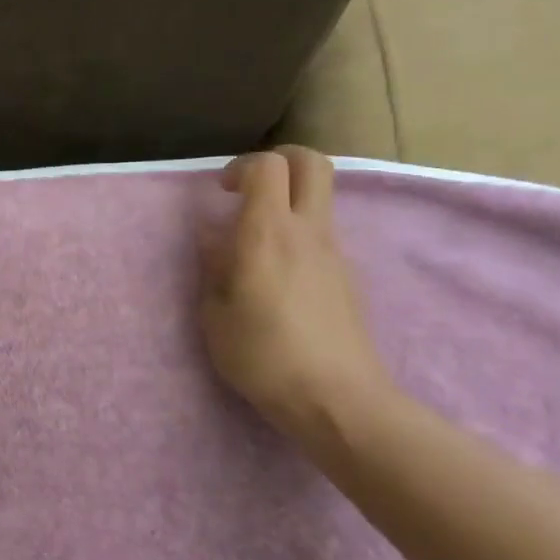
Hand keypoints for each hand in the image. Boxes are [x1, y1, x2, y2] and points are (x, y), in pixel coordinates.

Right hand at [197, 146, 393, 445]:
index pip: (268, 166)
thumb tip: (214, 239)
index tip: (221, 191)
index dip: (242, 166)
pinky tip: (276, 279)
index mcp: (268, 234)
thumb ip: (212, 267)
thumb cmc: (263, 355)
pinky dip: (297, 236)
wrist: (337, 399)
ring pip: (318, 199)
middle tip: (250, 187)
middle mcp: (308, 232)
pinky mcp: (346, 277)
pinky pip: (320, 236)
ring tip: (254, 244)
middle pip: (312, 163)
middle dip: (280, 160)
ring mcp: (334, 253)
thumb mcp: (214, 314)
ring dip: (288, 202)